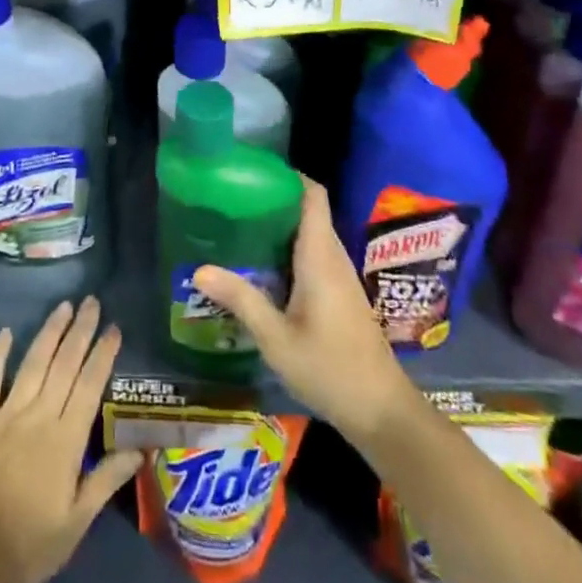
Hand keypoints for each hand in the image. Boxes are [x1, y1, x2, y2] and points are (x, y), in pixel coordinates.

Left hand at [0, 297, 142, 582]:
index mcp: (66, 440)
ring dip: (50, 332)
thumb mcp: (75, 524)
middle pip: (64, 365)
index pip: (89, 386)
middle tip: (92, 302)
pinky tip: (5, 332)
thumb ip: (105, 482)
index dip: (102, 355)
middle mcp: (38, 415)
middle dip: (81, 331)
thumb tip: (138, 451)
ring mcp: (5, 413)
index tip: (114, 328)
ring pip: (33, 362)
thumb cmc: (27, 545)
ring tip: (64, 306)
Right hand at [192, 177, 415, 445]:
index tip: (253, 170)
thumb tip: (199, 268)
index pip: (313, 195)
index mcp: (320, 256)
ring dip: (280, 225)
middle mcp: (333, 257)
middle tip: (233, 198)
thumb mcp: (277, 339)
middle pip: (308, 210)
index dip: (288, 175)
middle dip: (273, 199)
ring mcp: (340, 276)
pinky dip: (289, 248)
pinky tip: (262, 265)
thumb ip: (241, 299)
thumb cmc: (330, 369)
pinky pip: (314, 254)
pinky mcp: (340, 294)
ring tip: (240, 225)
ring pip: (311, 233)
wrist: (382, 412)